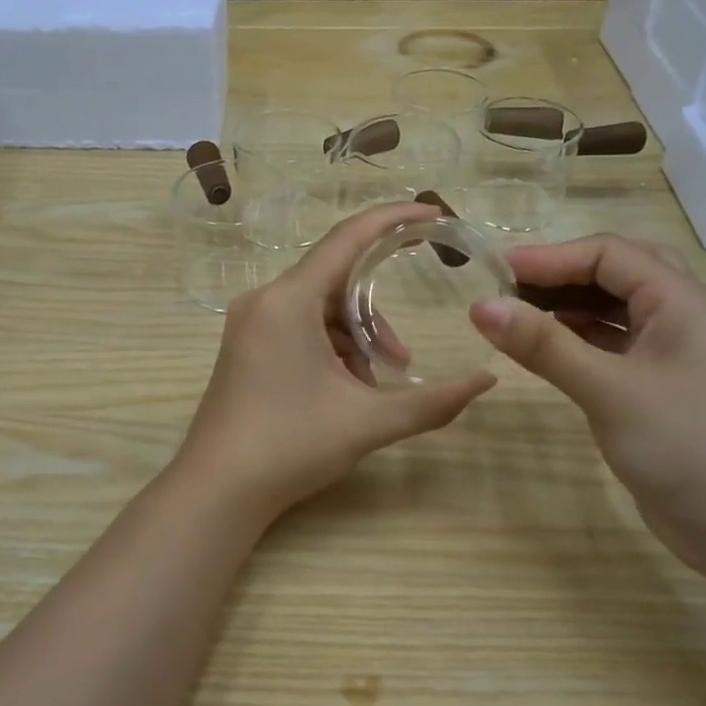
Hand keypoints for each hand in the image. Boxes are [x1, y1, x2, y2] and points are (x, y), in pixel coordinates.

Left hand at [177, 203, 496, 522]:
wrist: (218, 490)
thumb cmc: (289, 446)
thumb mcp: (367, 422)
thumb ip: (432, 402)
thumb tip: (487, 381)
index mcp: (288, 301)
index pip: (347, 240)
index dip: (392, 221)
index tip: (433, 214)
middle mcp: (264, 301)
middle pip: (335, 281)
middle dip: (375, 315)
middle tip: (403, 356)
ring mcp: (249, 325)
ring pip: (318, 310)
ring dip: (354, 339)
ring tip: (372, 387)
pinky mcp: (245, 347)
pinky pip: (298, 328)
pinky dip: (330, 349)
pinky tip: (345, 389)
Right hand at [469, 235, 705, 575]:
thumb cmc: (686, 446)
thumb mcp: (609, 389)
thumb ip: (544, 346)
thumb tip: (480, 305)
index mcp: (681, 301)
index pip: (610, 254)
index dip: (551, 256)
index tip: (496, 270)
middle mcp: (681, 319)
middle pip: (618, 273)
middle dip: (563, 273)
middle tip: (510, 286)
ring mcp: (672, 357)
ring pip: (616, 312)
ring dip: (570, 306)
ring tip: (518, 314)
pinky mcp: (660, 392)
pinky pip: (614, 348)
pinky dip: (579, 341)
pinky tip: (548, 352)